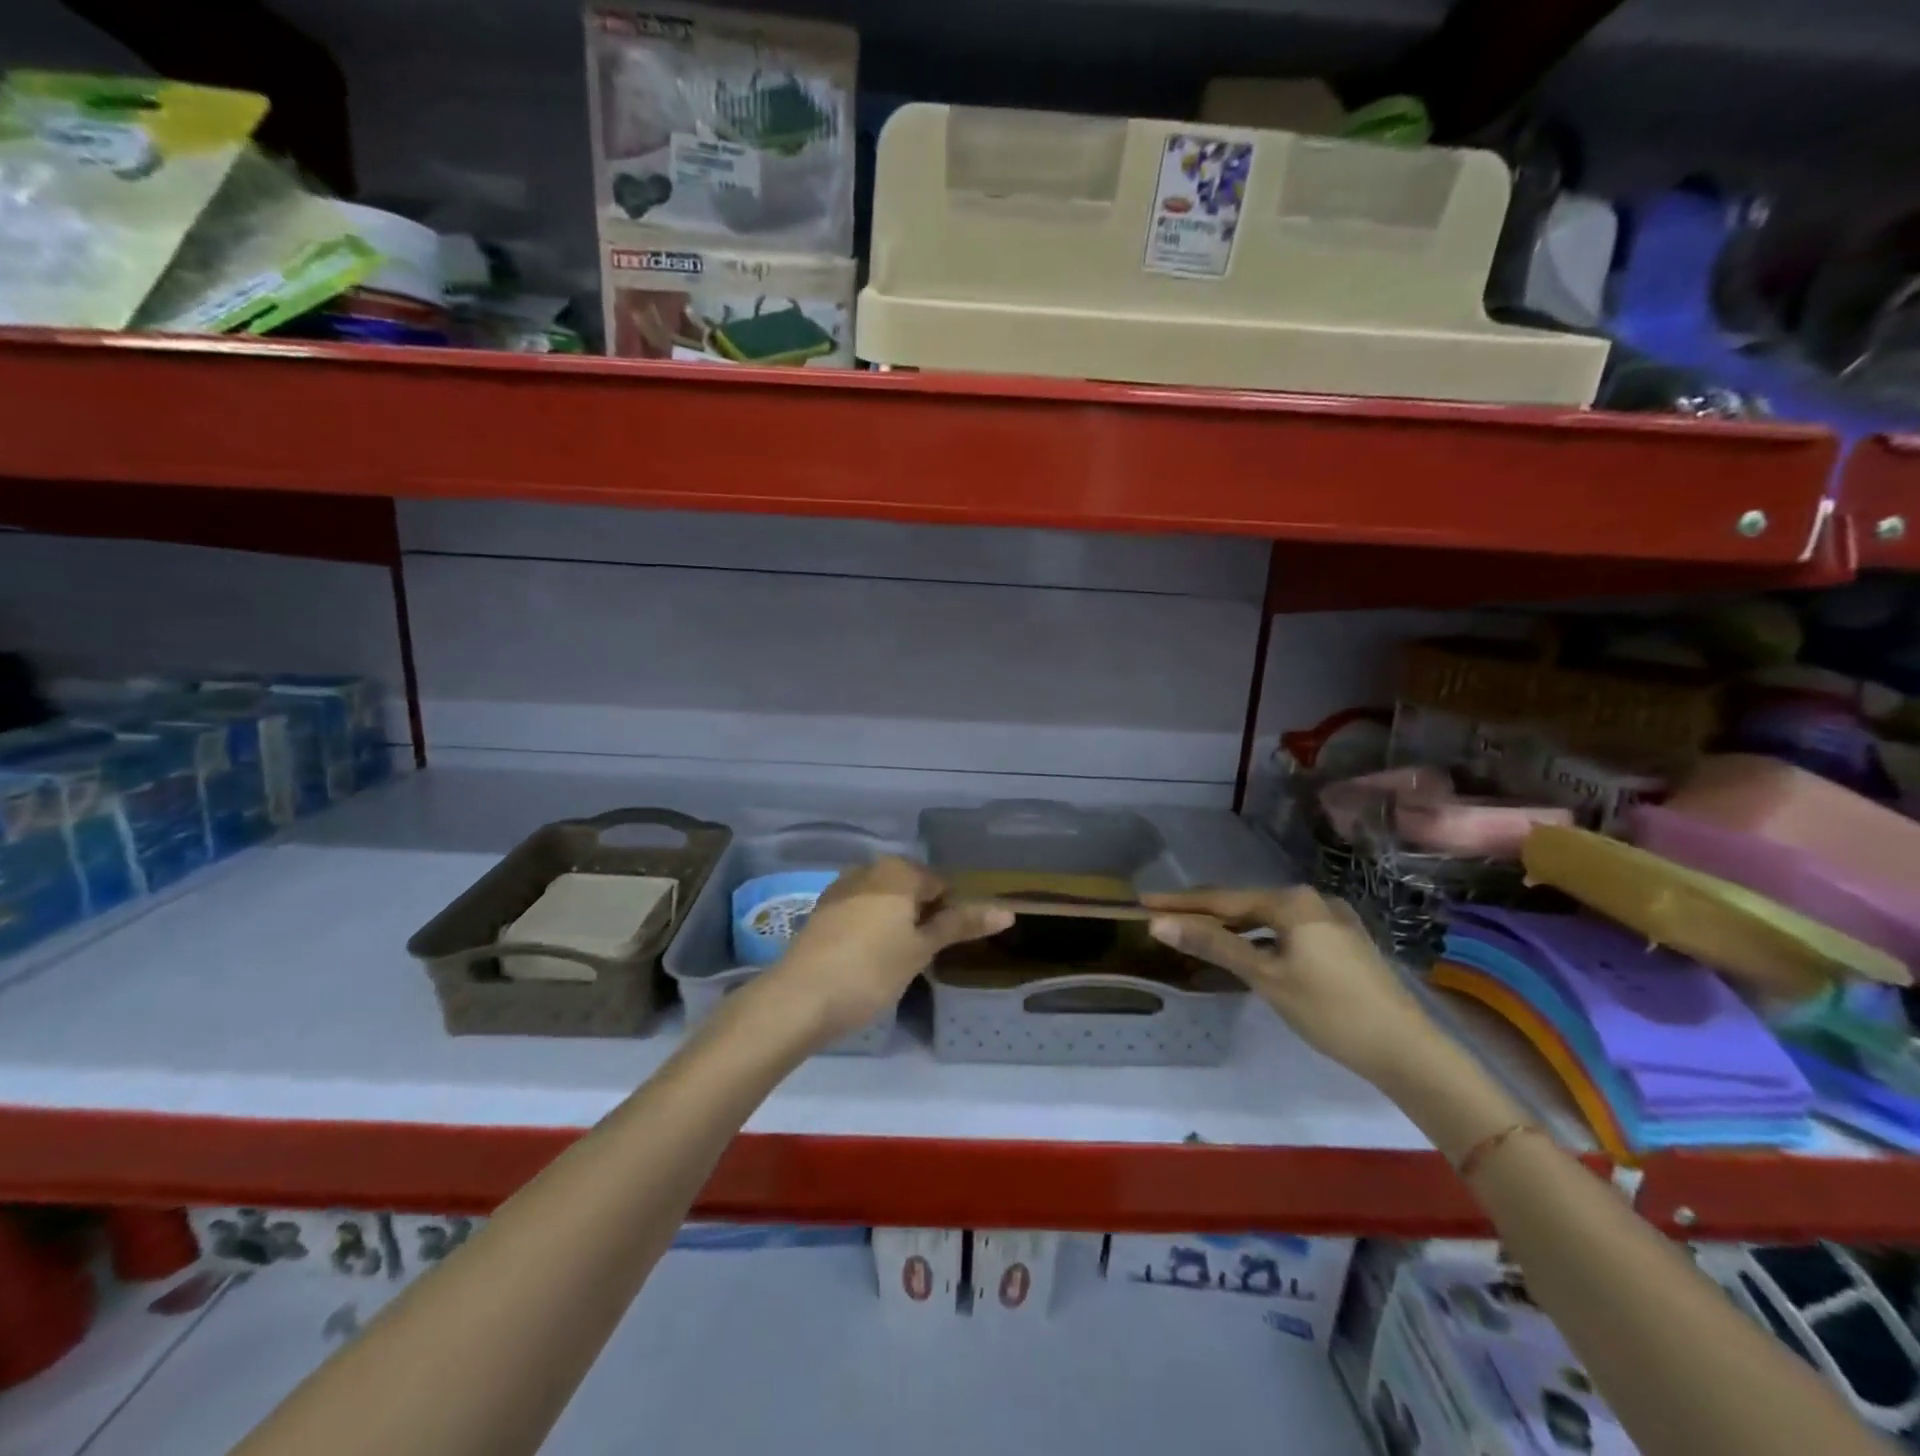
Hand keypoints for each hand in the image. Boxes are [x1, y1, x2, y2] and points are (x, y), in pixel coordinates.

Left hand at [772, 858, 1011, 1043]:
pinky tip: (868, 959)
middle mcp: (868, 869)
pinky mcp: (821, 913)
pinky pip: (859, 912)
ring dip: (896, 922)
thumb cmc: (871, 970)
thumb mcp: (921, 949)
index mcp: (897, 871)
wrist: (798, 998)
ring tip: (899, 960)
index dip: (951, 913)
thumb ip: (960, 925)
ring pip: (883, 900)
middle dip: (922, 916)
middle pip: (910, 888)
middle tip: (926, 955)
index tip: (949, 945)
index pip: (940, 884)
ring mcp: (840, 889)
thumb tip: (1007, 911)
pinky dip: (870, 928)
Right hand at [1141, 886, 1440, 1083]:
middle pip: (1245, 905)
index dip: (1181, 903)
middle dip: (1204, 913)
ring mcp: (1332, 919)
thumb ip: (1213, 945)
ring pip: (1267, 918)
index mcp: (1292, 902)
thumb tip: (1159, 924)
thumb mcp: (1266, 977)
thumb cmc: (1330, 1011)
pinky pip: (1287, 930)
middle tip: (1164, 918)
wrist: (1408, 1050)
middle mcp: (1312, 899)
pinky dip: (1260, 937)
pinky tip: (1248, 949)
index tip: (1145, 902)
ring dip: (1232, 926)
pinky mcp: (1343, 941)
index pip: (1223, 901)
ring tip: (1197, 933)